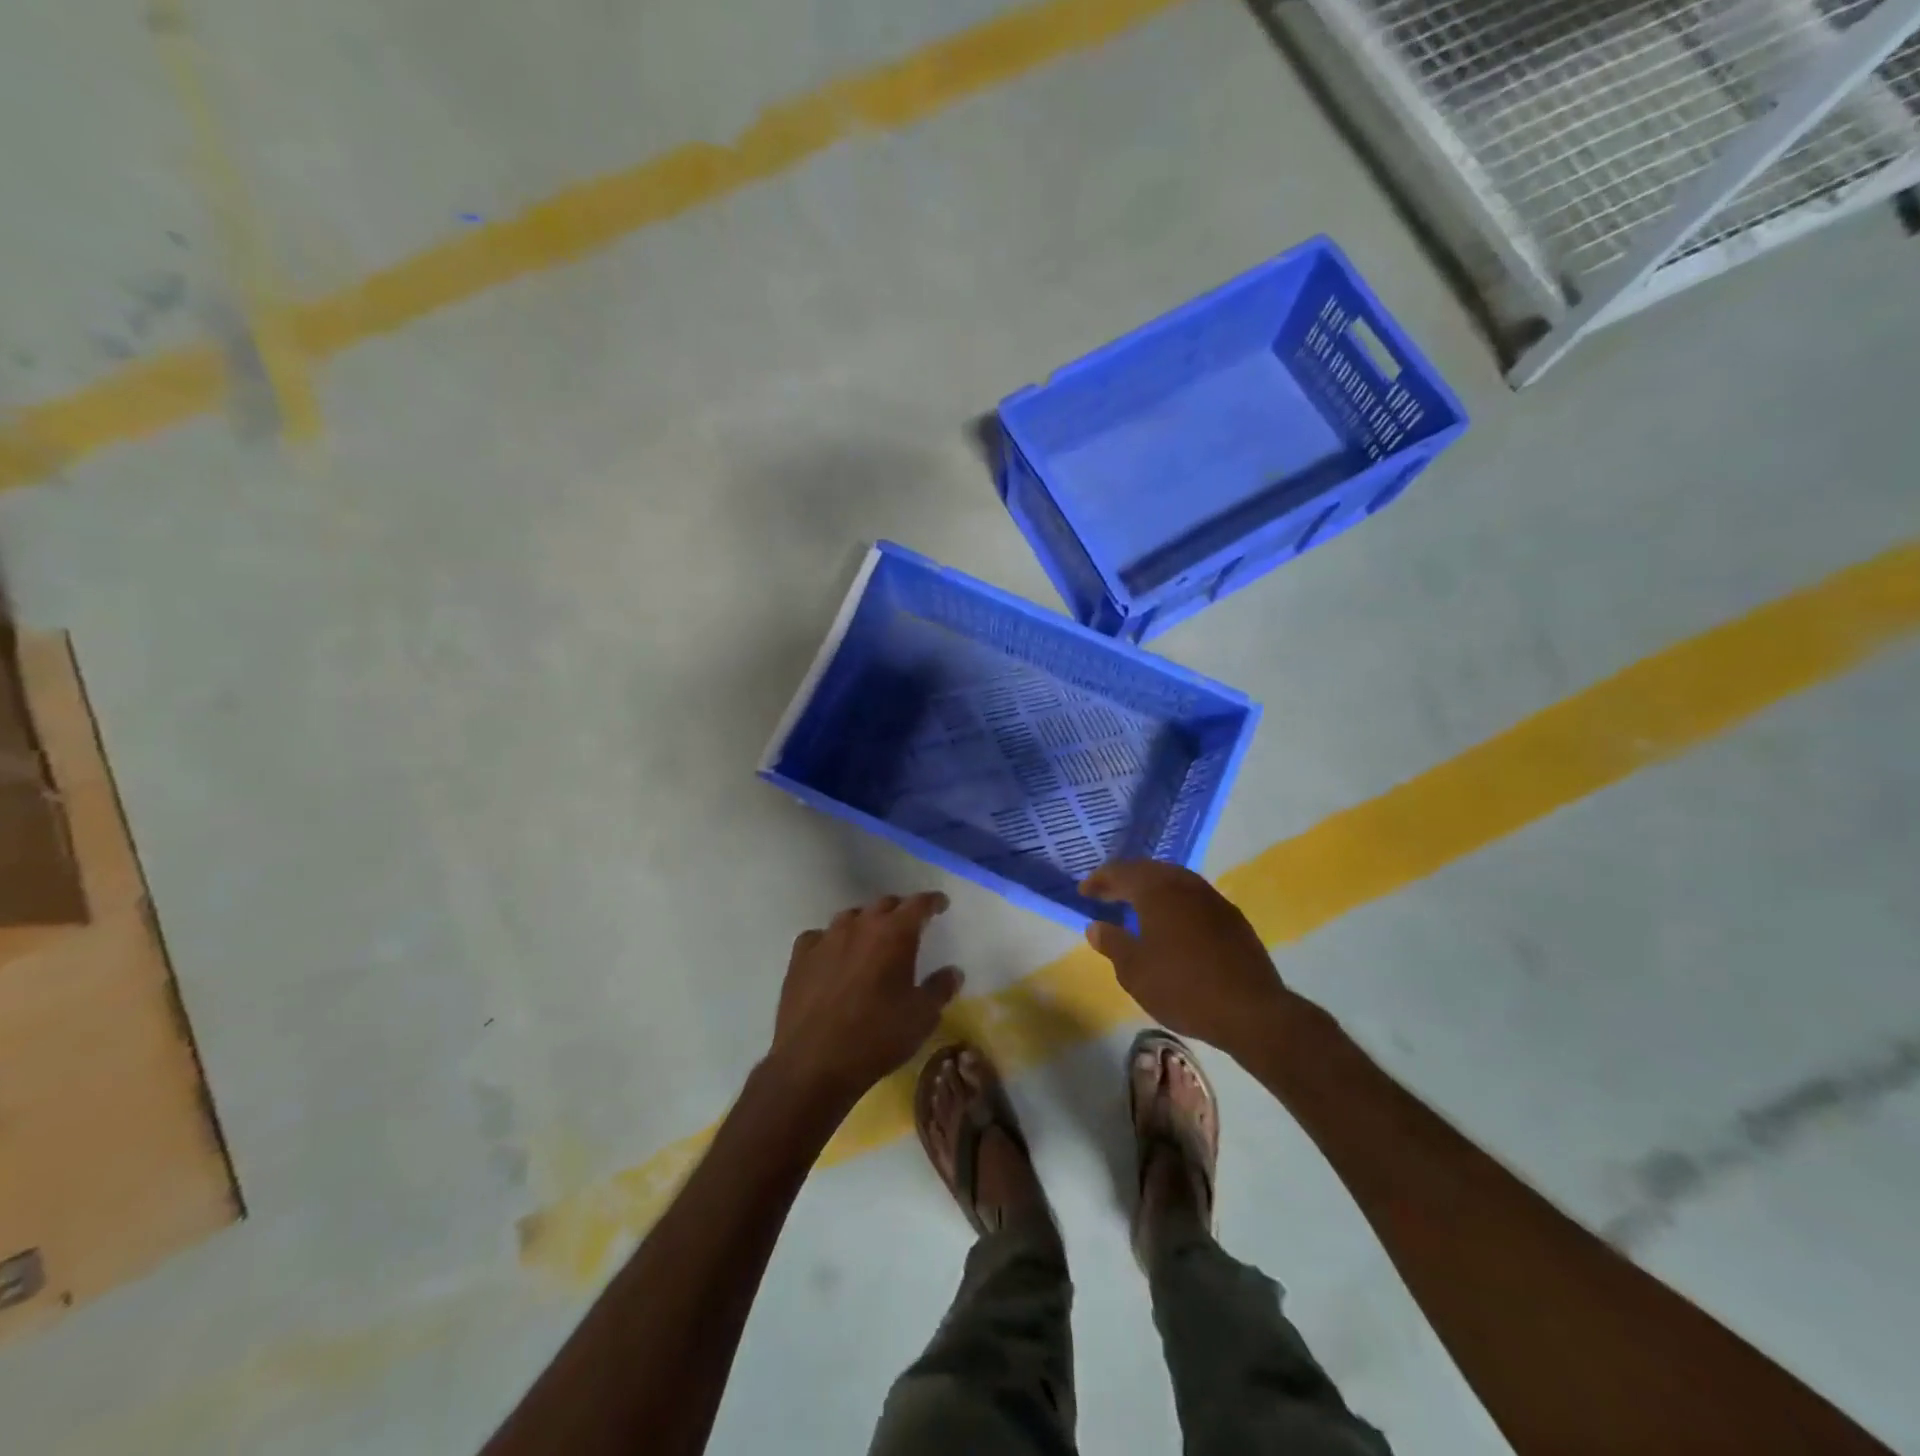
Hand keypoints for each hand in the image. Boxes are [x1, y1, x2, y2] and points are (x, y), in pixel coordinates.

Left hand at [767, 892, 962, 1111]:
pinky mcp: (800, 957)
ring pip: (851, 917)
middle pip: (884, 905)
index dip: (932, 902)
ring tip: (871, 939)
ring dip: (866, 923)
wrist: (814, 1062)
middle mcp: (860, 926)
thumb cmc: (877, 1036)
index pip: (918, 904)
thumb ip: (940, 989)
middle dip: (900, 911)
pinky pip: (819, 937)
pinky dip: (830, 941)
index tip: (940, 904)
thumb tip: (953, 971)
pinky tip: (832, 955)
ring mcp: (826, 939)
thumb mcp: (922, 1017)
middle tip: (909, 925)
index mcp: (894, 934)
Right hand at [1080, 861, 1289, 1060]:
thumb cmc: (1183, 987)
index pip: (1121, 873)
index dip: (1099, 881)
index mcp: (1158, 890)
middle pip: (1149, 870)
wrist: (1251, 1011)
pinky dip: (1174, 902)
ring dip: (1151, 888)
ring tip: (1136, 904)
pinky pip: (1193, 898)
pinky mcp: (1232, 918)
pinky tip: (1171, 922)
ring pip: (1175, 881)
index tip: (1083, 892)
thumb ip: (1112, 943)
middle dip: (1125, 879)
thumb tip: (1095, 926)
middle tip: (1106, 892)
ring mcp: (1213, 899)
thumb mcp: (1134, 971)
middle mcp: (1186, 885)